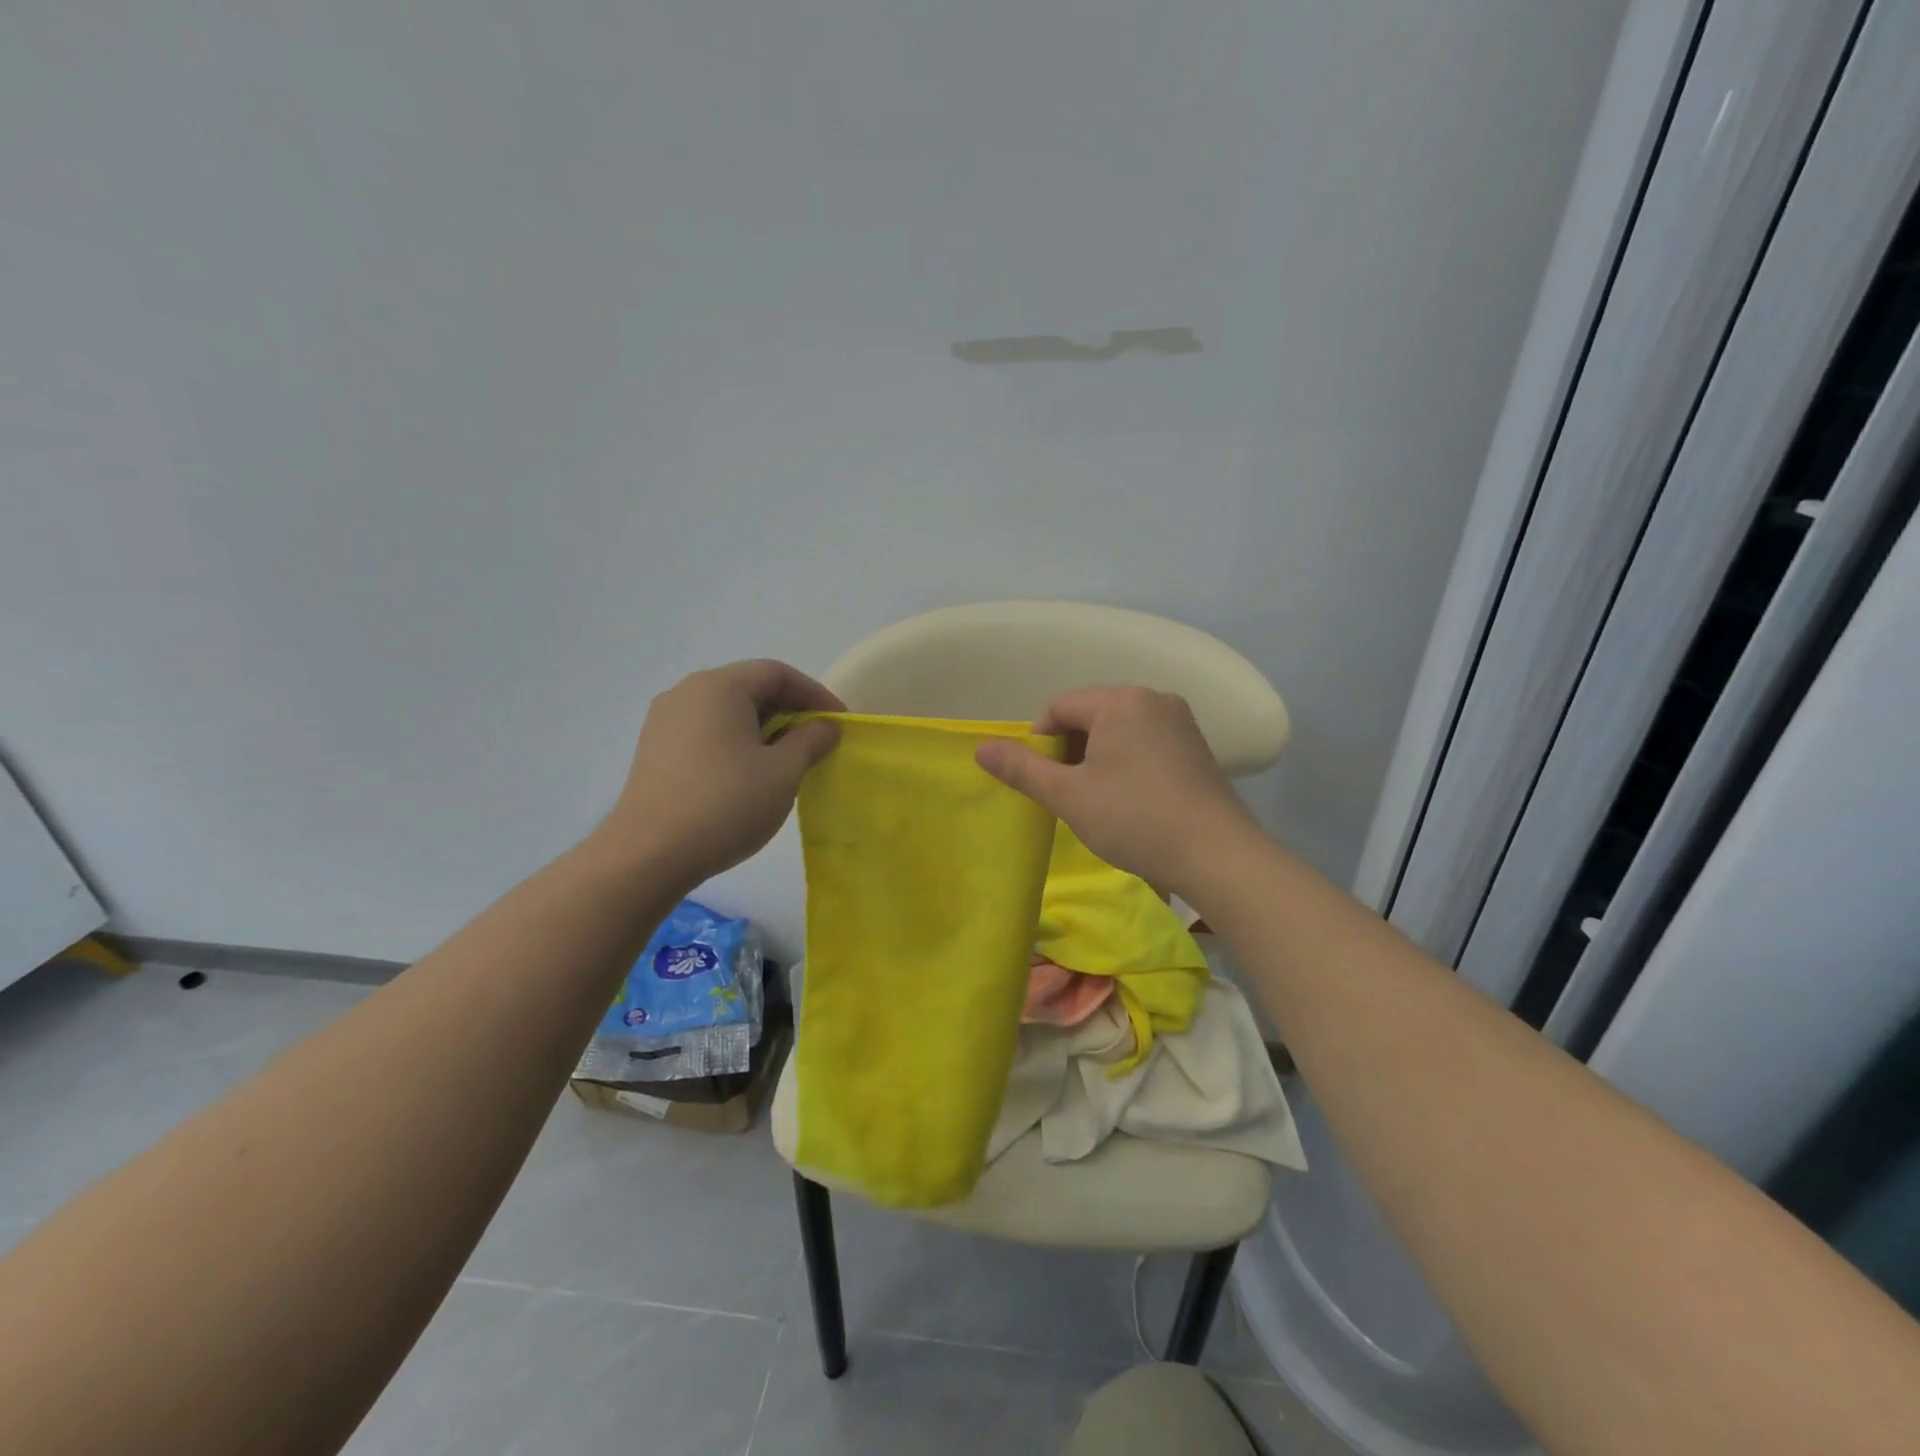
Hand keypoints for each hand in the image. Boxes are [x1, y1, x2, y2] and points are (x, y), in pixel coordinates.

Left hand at [597, 660, 842, 886]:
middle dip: (789, 710)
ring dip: (763, 727)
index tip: (839, 723)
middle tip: (818, 740)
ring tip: (788, 759)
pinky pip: (706, 731)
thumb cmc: (725, 804)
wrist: (649, 854)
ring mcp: (665, 721)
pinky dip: (736, 741)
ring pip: (727, 711)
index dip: (814, 694)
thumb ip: (810, 741)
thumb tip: (824, 726)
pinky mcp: (655, 750)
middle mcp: (687, 692)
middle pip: (749, 687)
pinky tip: (750, 773)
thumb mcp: (782, 772)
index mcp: (719, 687)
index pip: (777, 673)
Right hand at [975, 686, 1257, 896]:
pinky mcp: (1196, 747)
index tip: (1044, 783)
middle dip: (1070, 752)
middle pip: (1089, 716)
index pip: (1058, 708)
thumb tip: (980, 748)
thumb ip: (1022, 767)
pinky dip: (1126, 764)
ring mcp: (1180, 722)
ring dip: (1097, 760)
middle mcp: (1153, 699)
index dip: (1039, 744)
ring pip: (1117, 731)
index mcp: (1121, 701)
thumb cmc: (1135, 819)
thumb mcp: (1068, 795)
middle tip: (1069, 795)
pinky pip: (1145, 743)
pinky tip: (1130, 801)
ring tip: (1098, 802)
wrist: (1218, 855)